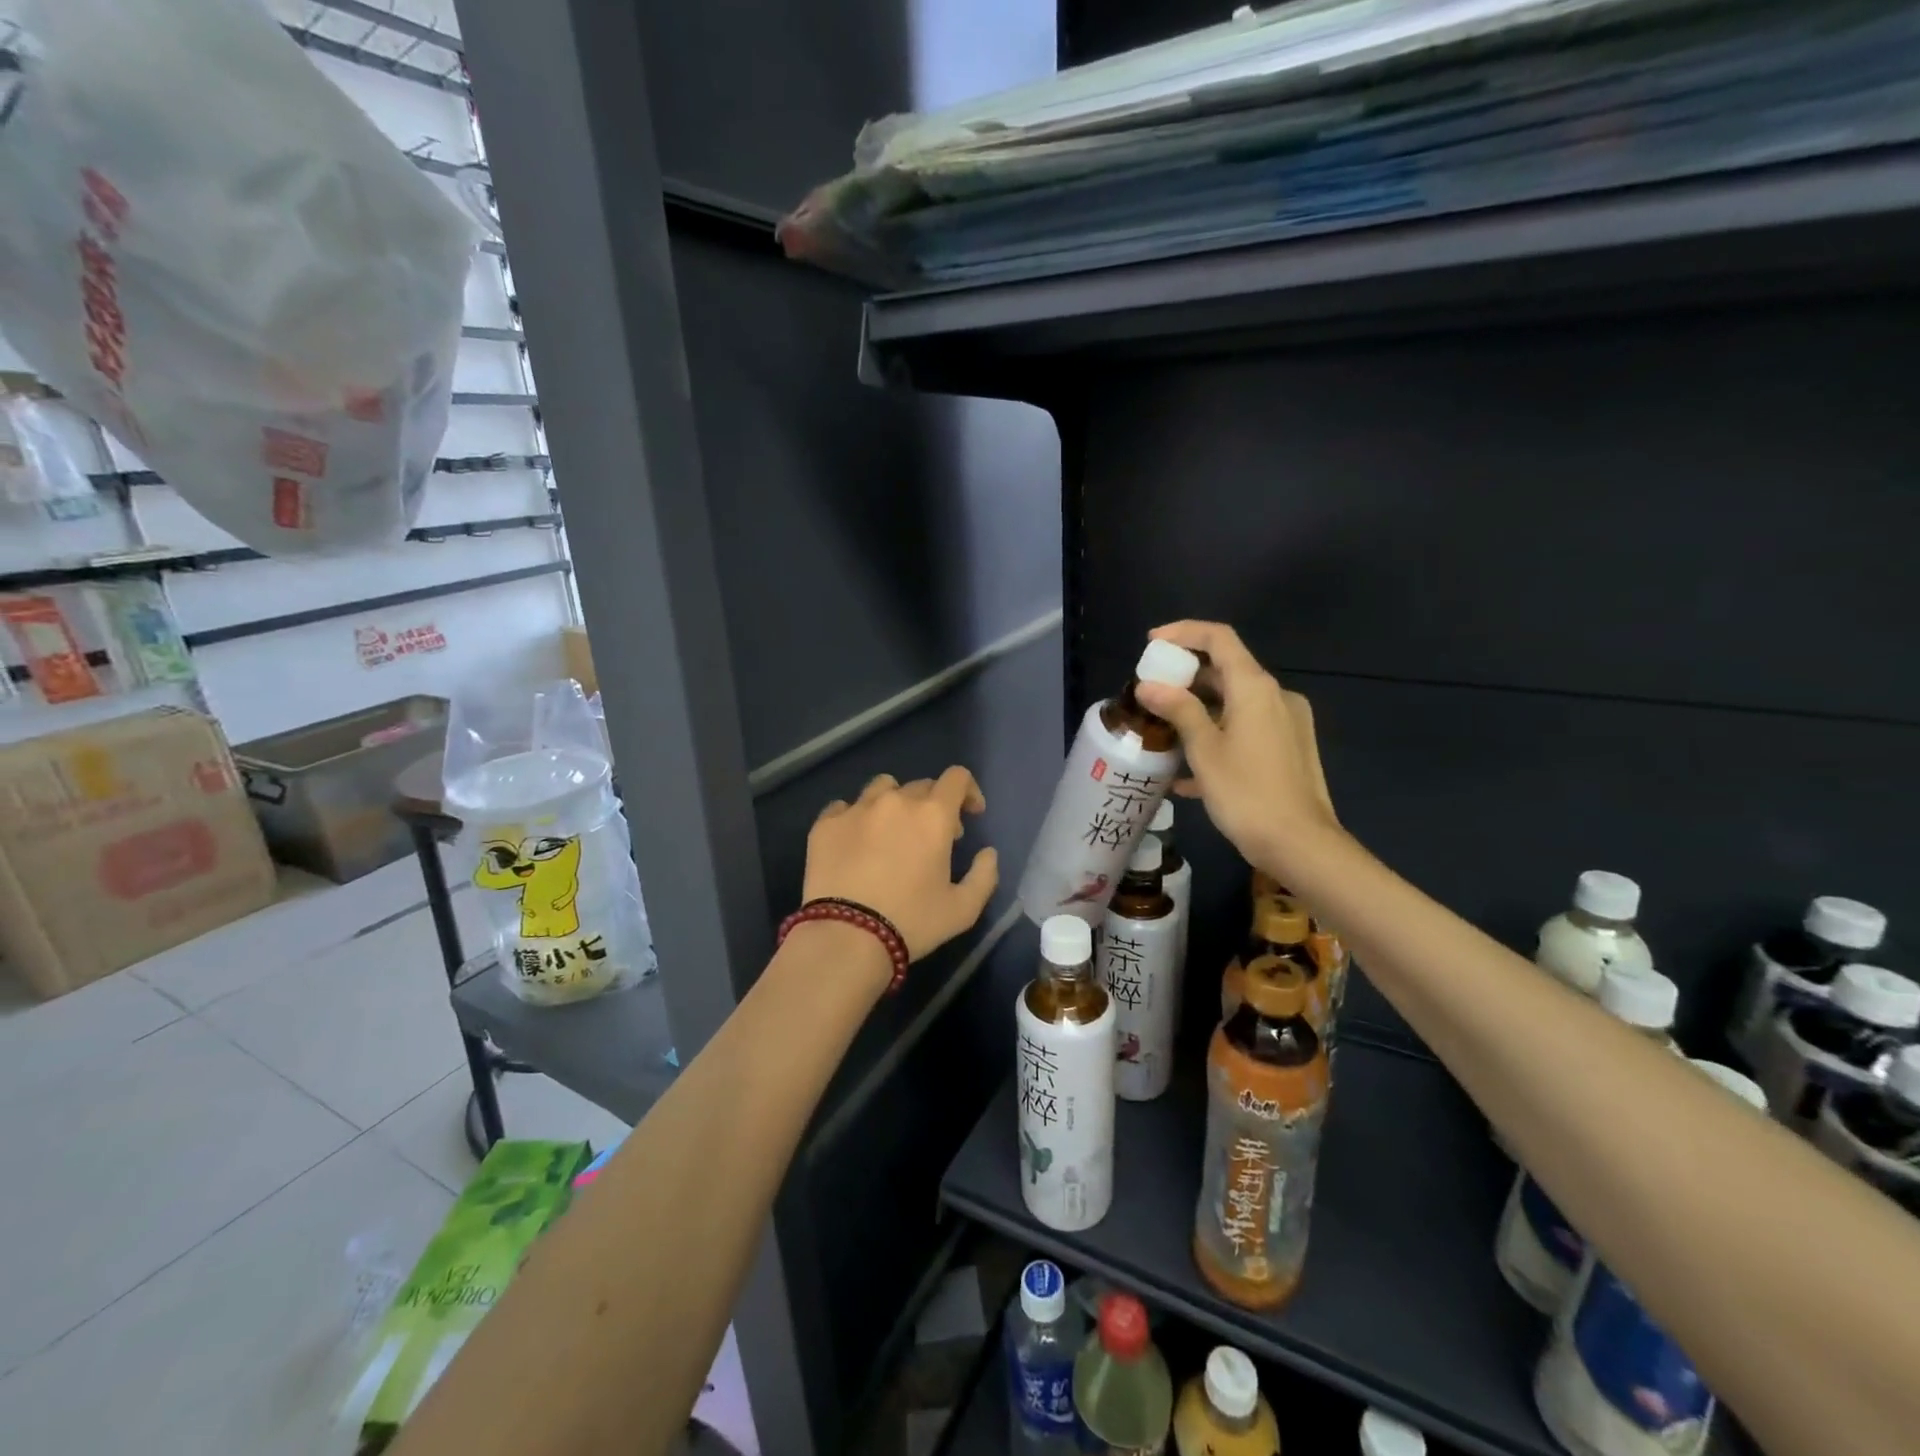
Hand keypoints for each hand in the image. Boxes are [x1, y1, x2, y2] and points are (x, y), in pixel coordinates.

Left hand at [803, 766, 998, 961]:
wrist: (846, 937)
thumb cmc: (911, 922)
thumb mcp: (963, 909)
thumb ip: (984, 875)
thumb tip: (988, 853)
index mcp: (933, 815)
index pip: (957, 778)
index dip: (968, 792)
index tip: (969, 815)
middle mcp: (895, 801)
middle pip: (921, 785)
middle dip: (933, 806)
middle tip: (932, 838)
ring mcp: (856, 809)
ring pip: (882, 788)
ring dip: (895, 803)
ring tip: (891, 832)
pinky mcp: (825, 824)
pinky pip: (844, 807)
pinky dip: (856, 818)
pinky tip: (856, 842)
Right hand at [1132, 621, 1338, 875]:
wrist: (1301, 845)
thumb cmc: (1247, 793)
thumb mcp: (1205, 750)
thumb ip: (1178, 710)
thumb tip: (1149, 685)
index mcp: (1256, 687)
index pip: (1219, 638)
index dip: (1183, 633)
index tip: (1152, 645)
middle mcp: (1276, 696)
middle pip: (1227, 670)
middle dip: (1186, 678)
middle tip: (1151, 693)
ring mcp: (1287, 723)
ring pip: (1236, 703)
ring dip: (1199, 711)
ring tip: (1164, 733)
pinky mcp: (1290, 749)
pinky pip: (1247, 730)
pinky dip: (1218, 736)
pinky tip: (1189, 773)